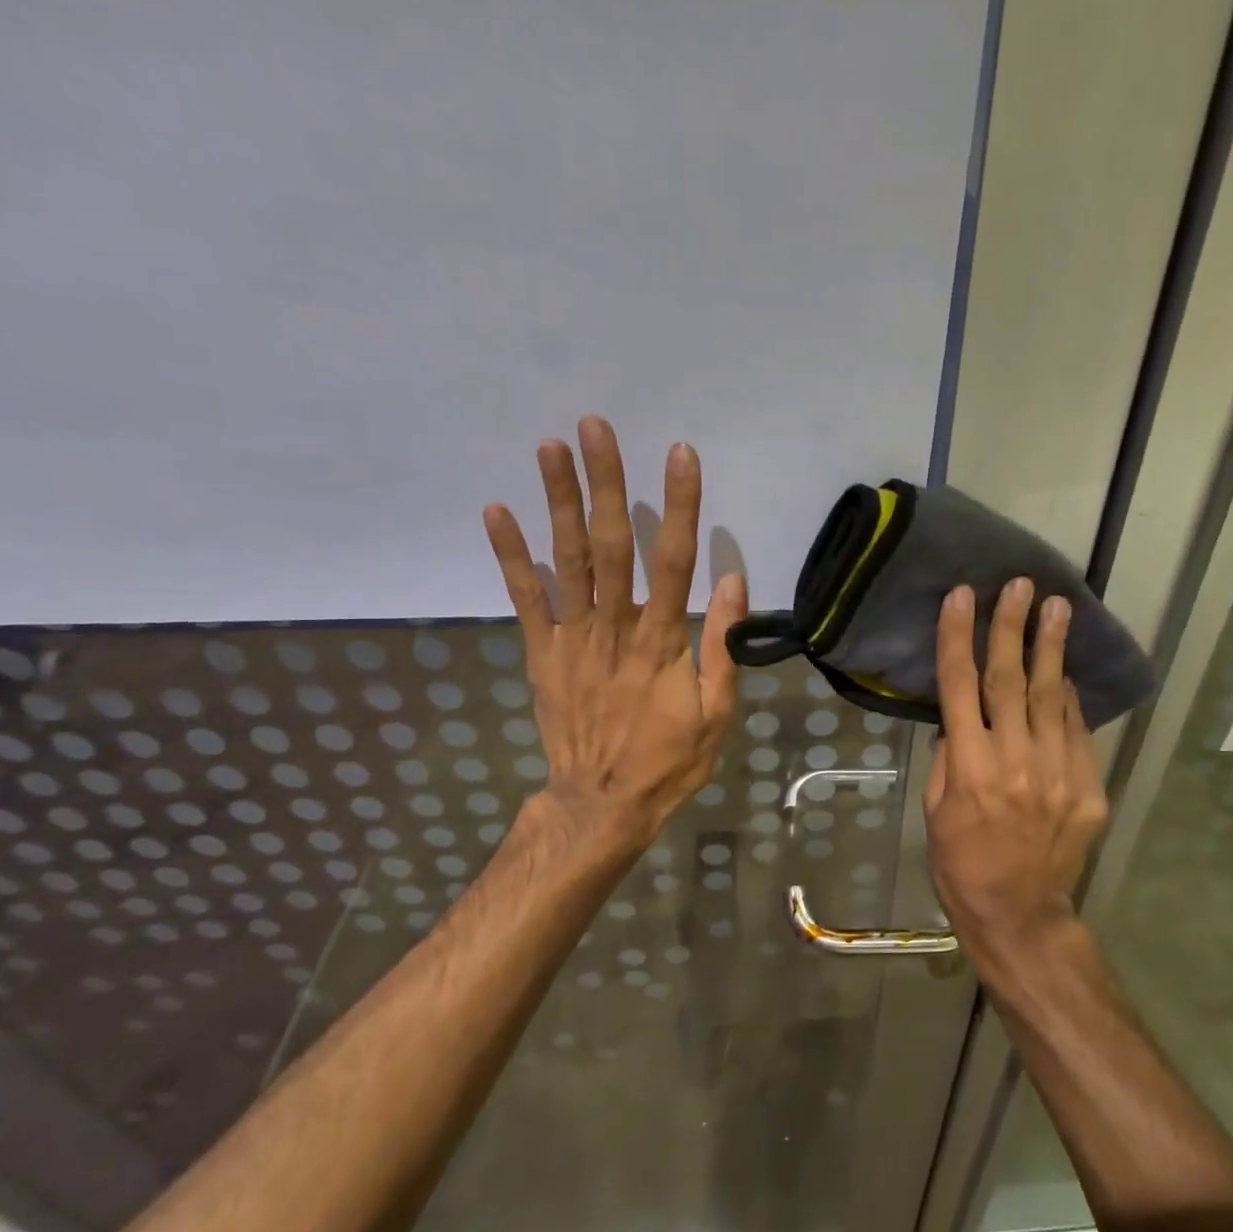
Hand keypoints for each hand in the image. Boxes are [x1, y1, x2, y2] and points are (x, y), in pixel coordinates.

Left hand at [483, 416, 746, 857]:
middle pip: (610, 545)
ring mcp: (572, 638)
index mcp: (661, 642)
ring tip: (551, 447)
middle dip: (604, 483)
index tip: (680, 455)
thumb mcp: (716, 715)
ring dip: (558, 502)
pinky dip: (510, 555)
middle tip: (594, 426)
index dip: (678, 506)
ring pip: (566, 560)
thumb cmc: (668, 761)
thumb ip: (722, 647)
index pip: (673, 561)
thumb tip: (735, 581)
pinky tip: (498, 511)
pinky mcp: (541, 653)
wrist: (601, 805)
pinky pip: (524, 599)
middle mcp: (614, 629)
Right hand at [924, 579, 1109, 957]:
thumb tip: (958, 719)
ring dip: (1051, 650)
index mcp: (968, 767)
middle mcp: (1014, 761)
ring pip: (1051, 698)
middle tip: (1021, 585)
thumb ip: (947, 759)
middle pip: (1009, 679)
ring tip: (1058, 608)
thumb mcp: (934, 811)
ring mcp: (1057, 773)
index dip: (957, 637)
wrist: (1018, 911)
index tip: (961, 596)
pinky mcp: (1088, 788)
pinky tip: (1064, 675)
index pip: (959, 686)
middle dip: (1012, 627)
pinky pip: (1077, 732)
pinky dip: (1069, 700)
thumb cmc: (961, 863)